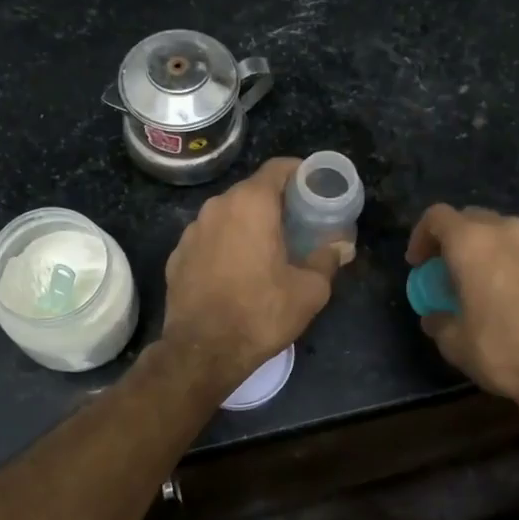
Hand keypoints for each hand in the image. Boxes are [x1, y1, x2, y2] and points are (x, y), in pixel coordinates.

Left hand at [162, 158, 345, 390]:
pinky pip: (209, 239)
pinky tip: (237, 272)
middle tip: (299, 223)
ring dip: (249, 224)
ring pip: (228, 215)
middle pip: (252, 191)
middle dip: (277, 202)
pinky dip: (226, 245)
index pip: (278, 168)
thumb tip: (341, 247)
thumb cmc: (261, 313)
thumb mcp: (309, 290)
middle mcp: (217, 207)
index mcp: (251, 204)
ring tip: (268, 249)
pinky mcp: (177, 256)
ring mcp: (192, 231)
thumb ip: (327, 260)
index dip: (300, 173)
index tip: (315, 188)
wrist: (203, 351)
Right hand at [406, 204, 518, 400]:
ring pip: (511, 233)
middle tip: (454, 271)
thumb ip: (440, 321)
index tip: (419, 263)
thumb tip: (436, 316)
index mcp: (472, 244)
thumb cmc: (506, 352)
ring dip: (496, 249)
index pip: (437, 217)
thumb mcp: (457, 345)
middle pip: (475, 219)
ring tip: (496, 280)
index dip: (421, 236)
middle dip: (458, 240)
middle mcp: (510, 231)